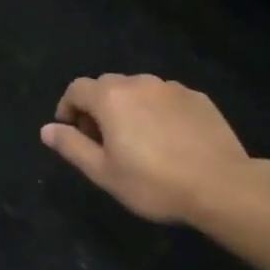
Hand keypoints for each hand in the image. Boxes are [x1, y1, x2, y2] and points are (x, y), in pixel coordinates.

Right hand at [41, 74, 263, 226]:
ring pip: (138, 90)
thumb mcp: (103, 172)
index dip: (68, 108)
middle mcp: (139, 83)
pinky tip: (169, 140)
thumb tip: (46, 129)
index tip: (72, 132)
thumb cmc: (153, 182)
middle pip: (107, 86)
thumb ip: (71, 146)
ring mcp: (171, 88)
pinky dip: (157, 111)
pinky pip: (166, 98)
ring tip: (137, 140)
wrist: (222, 186)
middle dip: (97, 107)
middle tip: (102, 140)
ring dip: (128, 108)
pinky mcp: (198, 98)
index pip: (76, 89)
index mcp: (110, 97)